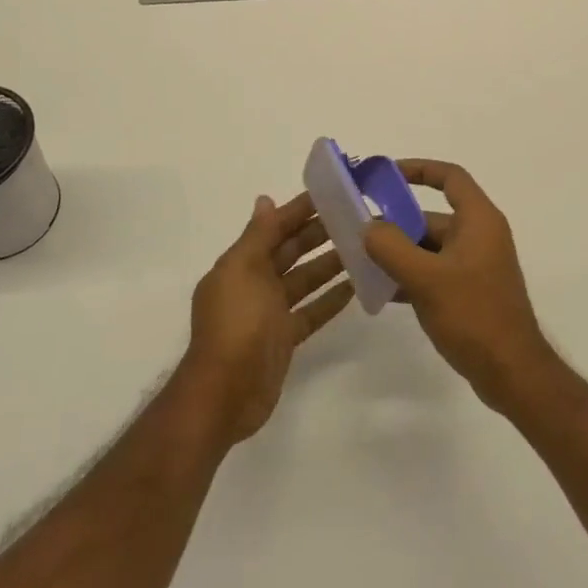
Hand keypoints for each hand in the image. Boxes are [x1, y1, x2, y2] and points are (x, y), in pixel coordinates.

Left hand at [176, 193, 354, 447]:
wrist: (225, 393)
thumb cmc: (235, 323)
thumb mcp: (243, 270)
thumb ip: (258, 235)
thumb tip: (265, 200)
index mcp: (240, 263)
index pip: (273, 228)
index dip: (298, 210)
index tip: (330, 194)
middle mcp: (254, 283)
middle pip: (291, 251)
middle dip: (318, 234)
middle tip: (354, 218)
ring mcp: (270, 312)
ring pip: (304, 279)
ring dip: (329, 264)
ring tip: (362, 248)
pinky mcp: (284, 338)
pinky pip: (311, 311)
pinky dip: (330, 299)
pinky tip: (356, 286)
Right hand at [363, 159, 556, 415]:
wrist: (512, 374)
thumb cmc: (474, 316)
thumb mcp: (426, 278)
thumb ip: (392, 247)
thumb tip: (369, 227)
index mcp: (479, 220)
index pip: (450, 177)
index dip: (418, 168)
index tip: (384, 175)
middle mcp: (479, 236)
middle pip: (432, 216)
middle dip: (396, 222)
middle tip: (358, 231)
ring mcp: (475, 266)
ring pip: (429, 247)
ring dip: (398, 252)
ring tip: (361, 262)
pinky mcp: (469, 292)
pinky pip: (433, 271)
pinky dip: (409, 275)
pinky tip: (380, 291)